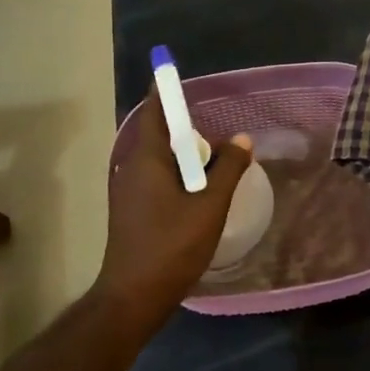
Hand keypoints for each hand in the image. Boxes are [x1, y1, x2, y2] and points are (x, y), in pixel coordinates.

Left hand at [97, 87, 253, 331]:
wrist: (133, 296)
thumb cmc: (172, 246)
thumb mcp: (210, 206)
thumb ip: (228, 169)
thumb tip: (241, 139)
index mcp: (147, 158)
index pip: (155, 110)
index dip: (166, 90)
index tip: (178, 74)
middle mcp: (131, 167)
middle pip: (159, 134)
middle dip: (187, 130)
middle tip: (217, 136)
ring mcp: (128, 189)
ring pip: (159, 159)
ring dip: (185, 157)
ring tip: (215, 167)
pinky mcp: (131, 208)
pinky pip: (156, 177)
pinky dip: (178, 175)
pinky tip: (199, 194)